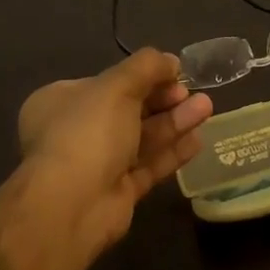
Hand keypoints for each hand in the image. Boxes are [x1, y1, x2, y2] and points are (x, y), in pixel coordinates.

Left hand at [0, 50, 211, 269]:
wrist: (71, 208)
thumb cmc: (87, 132)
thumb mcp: (117, 85)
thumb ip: (147, 66)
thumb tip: (171, 61)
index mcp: (63, 101)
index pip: (108, 81)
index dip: (142, 75)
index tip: (173, 72)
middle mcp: (77, 131)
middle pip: (129, 109)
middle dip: (164, 99)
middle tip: (191, 92)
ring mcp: (97, 164)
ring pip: (142, 137)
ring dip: (174, 121)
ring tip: (207, 107)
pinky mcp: (117, 192)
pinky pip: (148, 166)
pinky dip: (172, 151)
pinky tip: (198, 140)